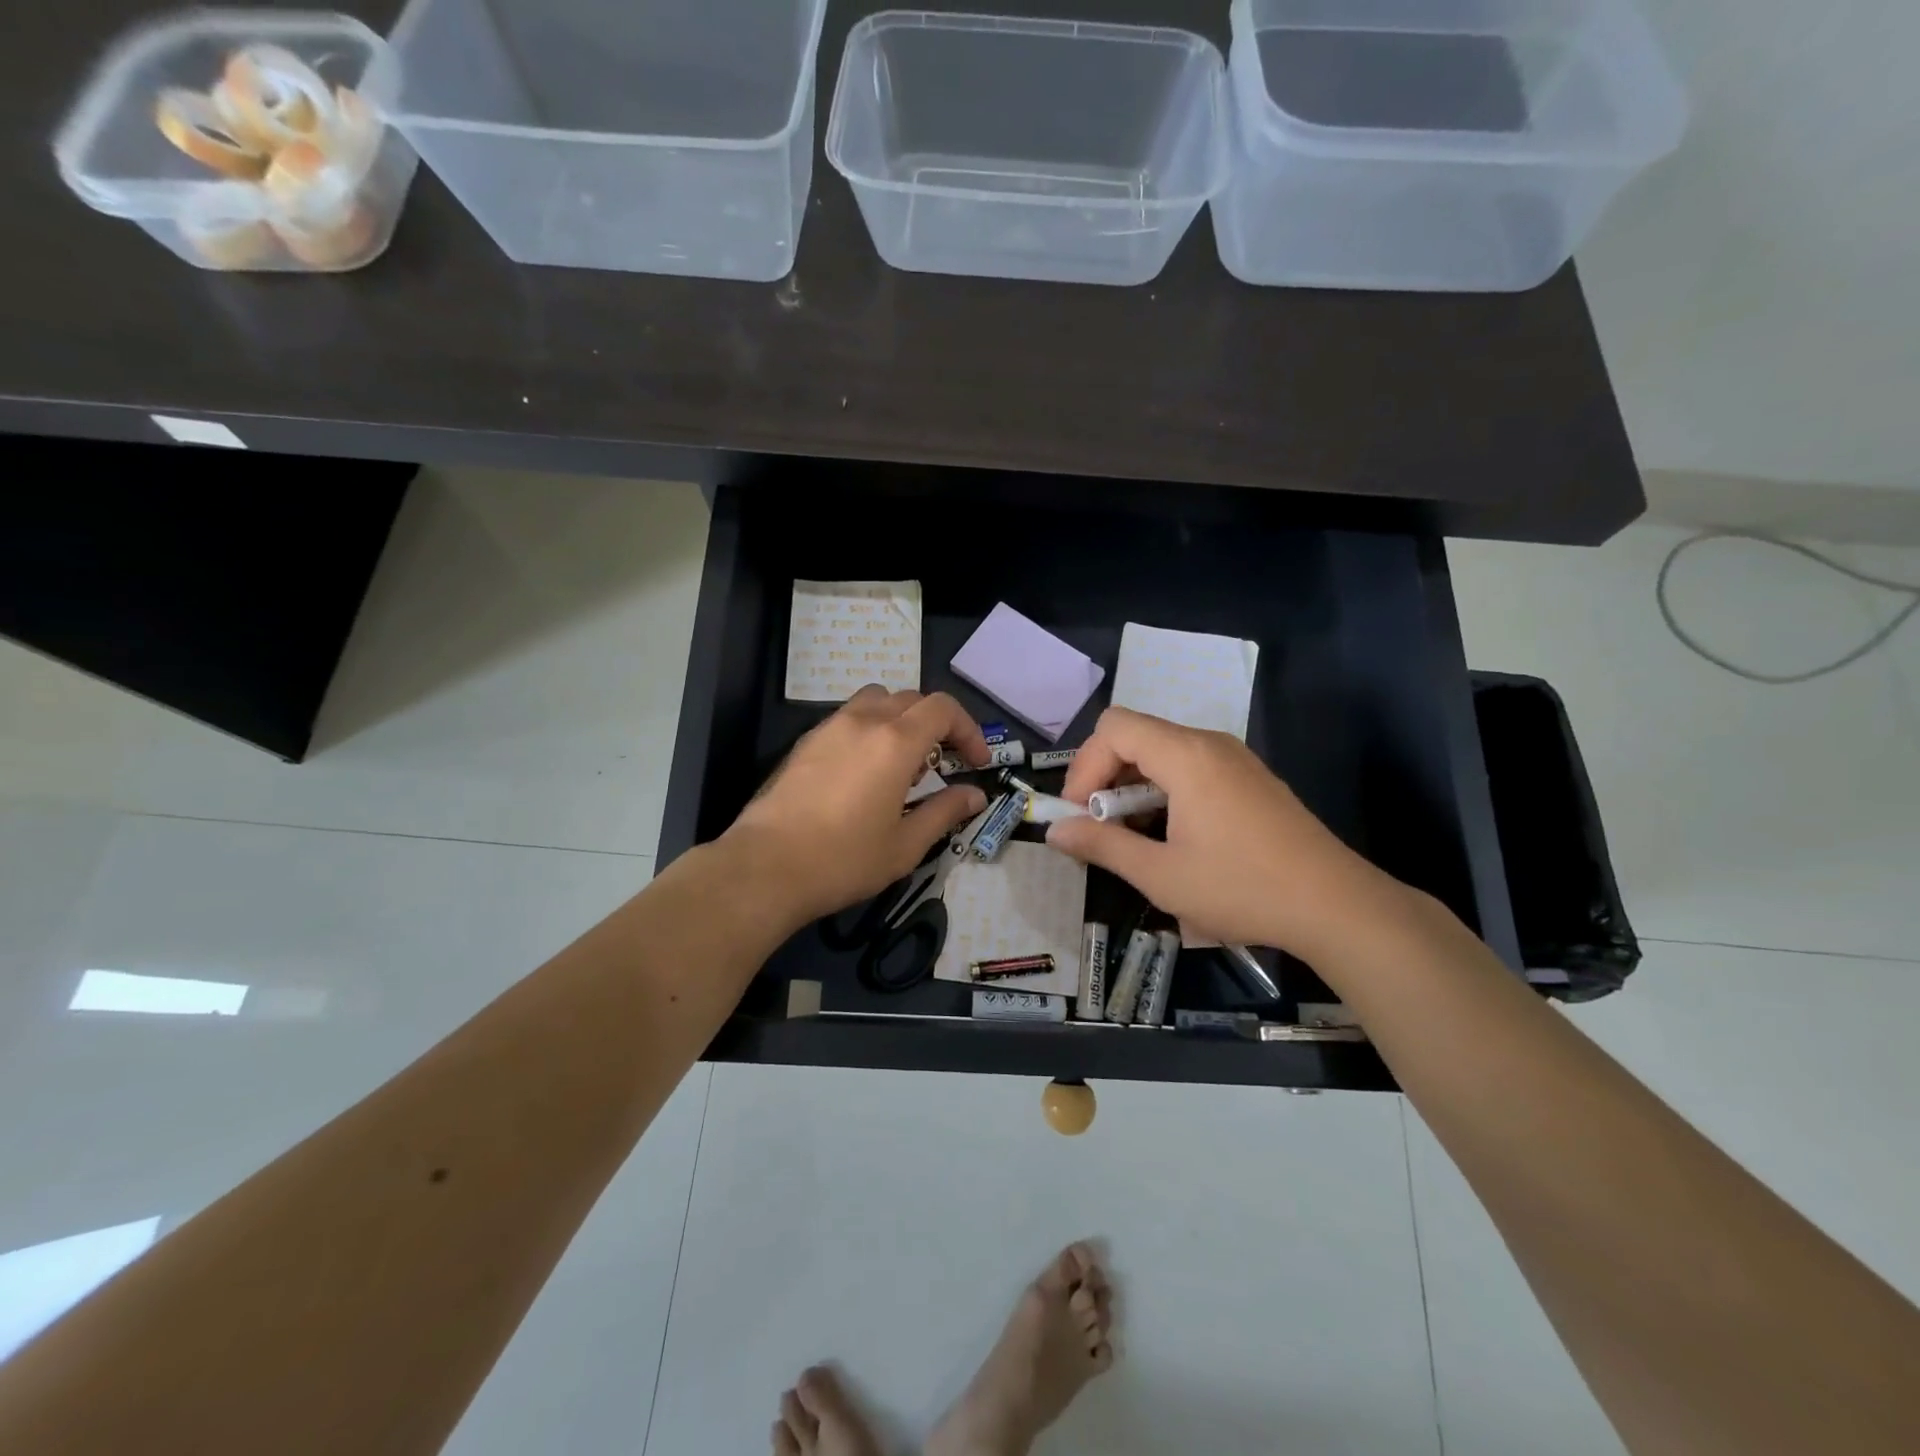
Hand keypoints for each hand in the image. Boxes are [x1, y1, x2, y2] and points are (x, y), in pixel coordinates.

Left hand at [724, 687, 991, 922]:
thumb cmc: (844, 860)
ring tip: (904, 760)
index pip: (942, 709)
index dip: (968, 730)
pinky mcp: (806, 741)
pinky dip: (871, 728)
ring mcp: (830, 727)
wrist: (766, 867)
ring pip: (877, 700)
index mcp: (895, 742)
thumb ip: (945, 812)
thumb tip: (974, 795)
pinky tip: (866, 769)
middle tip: (945, 763)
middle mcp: (863, 721)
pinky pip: (849, 716)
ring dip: (901, 719)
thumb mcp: (905, 845)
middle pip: (912, 699)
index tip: (975, 763)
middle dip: (938, 724)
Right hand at [1047, 707, 1400, 958]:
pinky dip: (1165, 790)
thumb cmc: (1242, 888)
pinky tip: (1174, 836)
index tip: (1081, 814)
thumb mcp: (1161, 875)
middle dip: (1106, 777)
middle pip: (1136, 735)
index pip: (1114, 727)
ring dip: (1134, 787)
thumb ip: (1102, 846)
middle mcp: (1210, 744)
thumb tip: (1054, 832)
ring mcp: (1235, 759)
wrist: (1337, 906)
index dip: (1085, 765)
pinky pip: (1191, 767)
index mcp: (1186, 755)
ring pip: (1163, 752)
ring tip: (1135, 838)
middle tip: (1102, 829)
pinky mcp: (1251, 779)